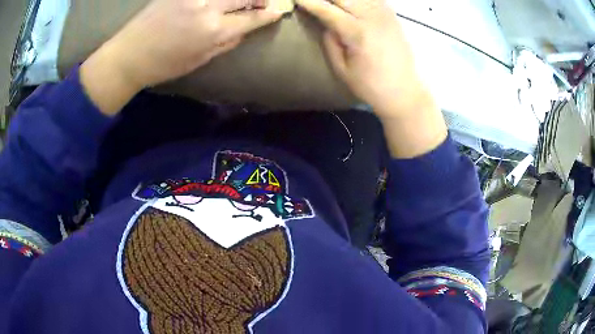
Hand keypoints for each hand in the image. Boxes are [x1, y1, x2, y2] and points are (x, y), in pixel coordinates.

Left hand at [81, 0, 282, 114]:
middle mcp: (207, 7)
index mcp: (213, 31)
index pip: (252, 18)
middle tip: (267, 0)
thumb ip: (226, 43)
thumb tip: (245, 28)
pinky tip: (220, 1)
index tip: (279, 10)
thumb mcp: (199, 60)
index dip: (269, 14)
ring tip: (245, 0)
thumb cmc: (164, 64)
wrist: (129, 55)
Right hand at [297, 0, 446, 156]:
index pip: (327, 10)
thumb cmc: (370, 85)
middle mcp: (372, 18)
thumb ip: (330, 42)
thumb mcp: (342, 69)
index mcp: (357, 33)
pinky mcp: (393, 16)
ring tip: (332, 2)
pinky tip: (351, 3)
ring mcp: (385, 14)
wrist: (404, 91)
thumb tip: (325, 23)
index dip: (309, 2)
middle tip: (312, 0)